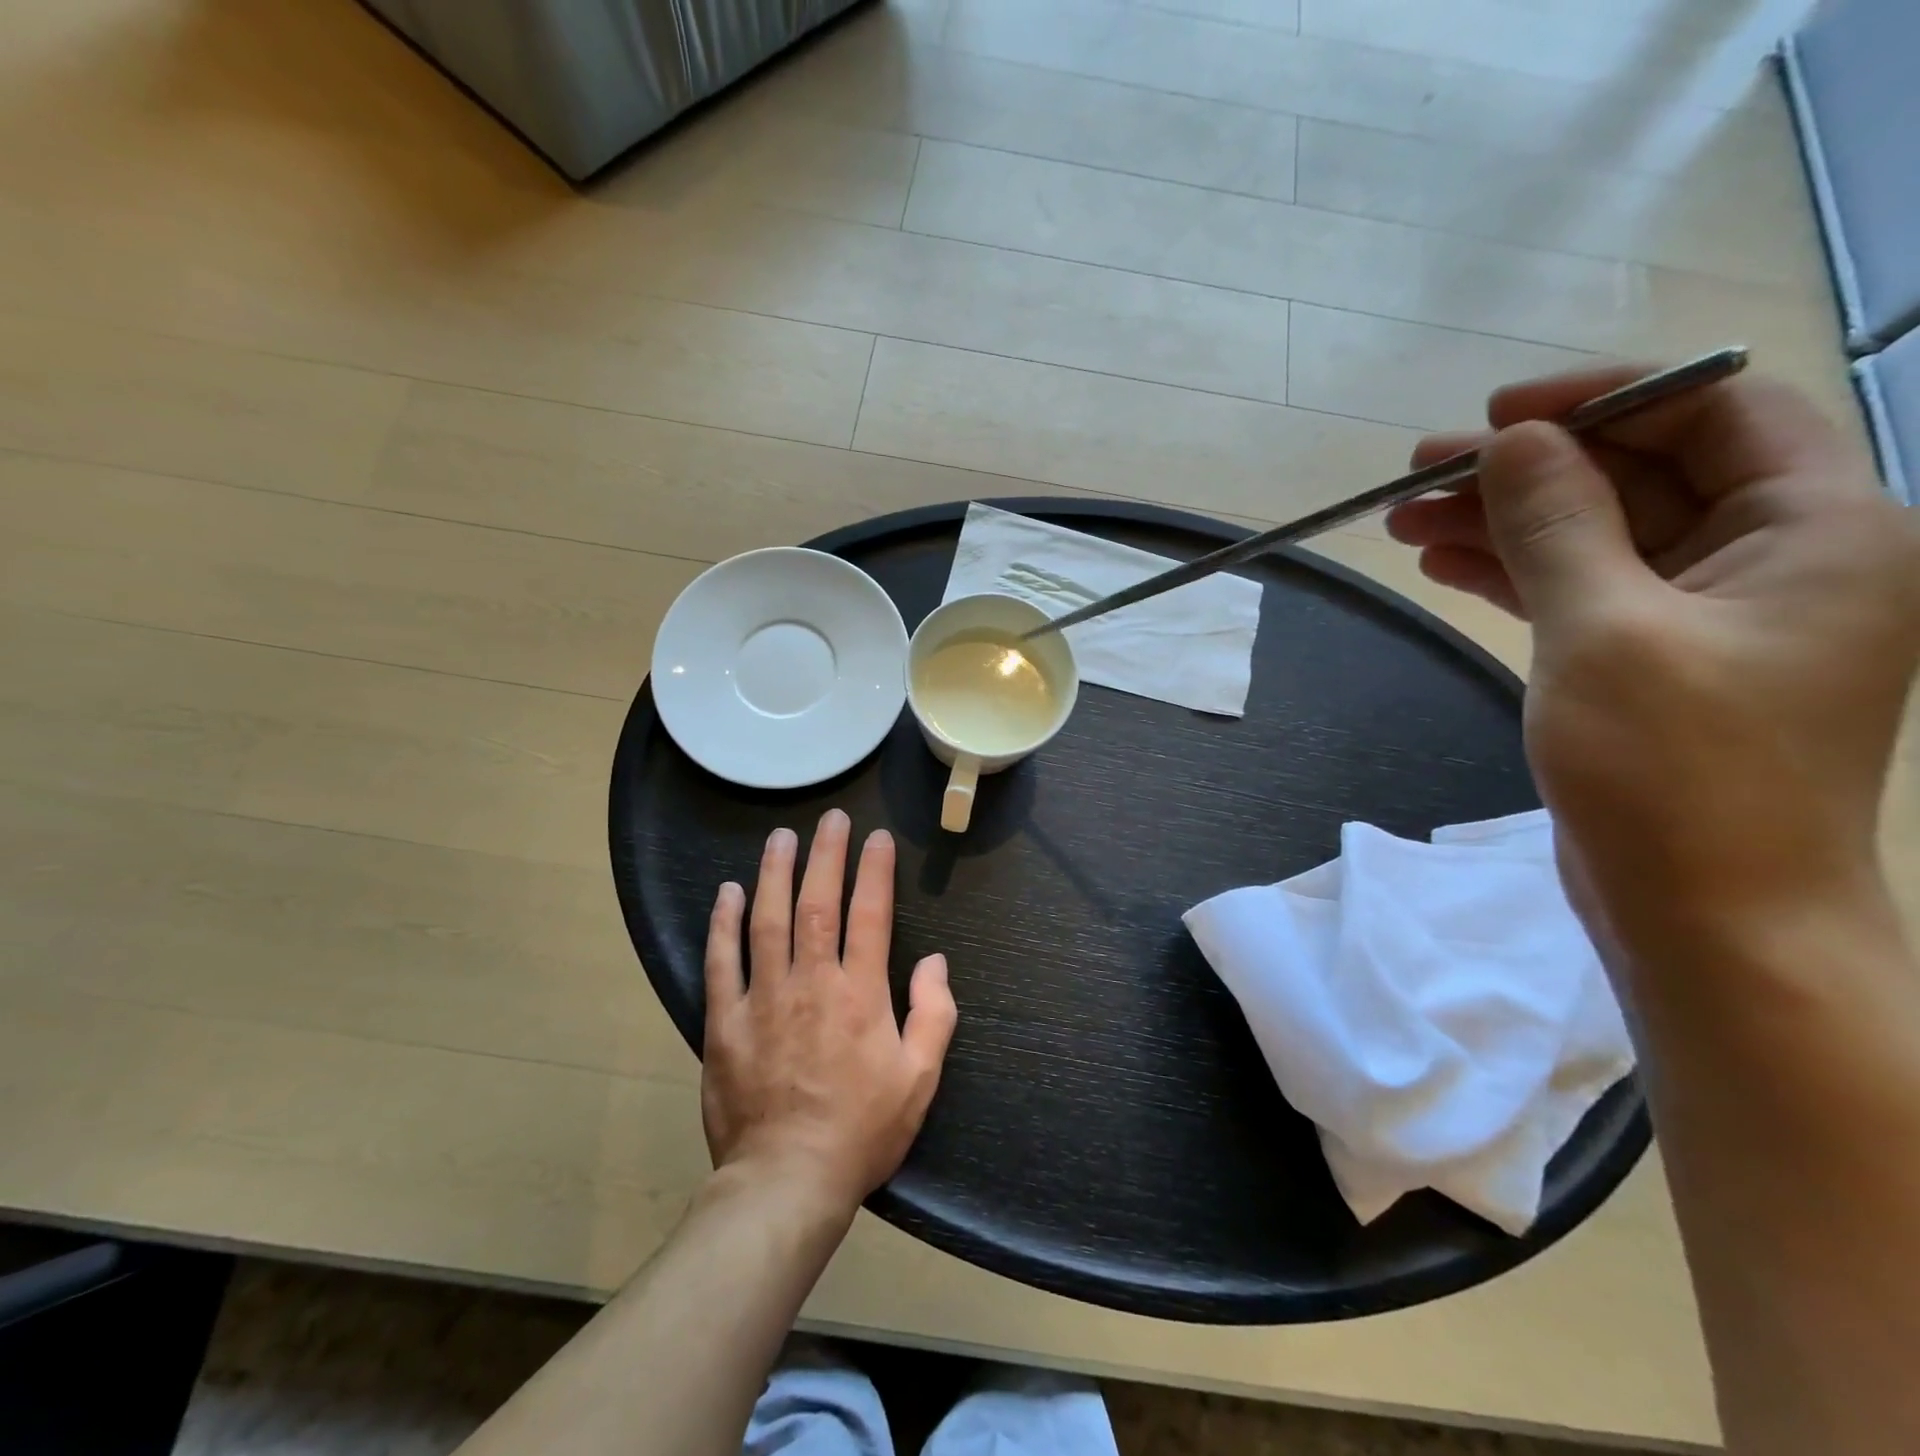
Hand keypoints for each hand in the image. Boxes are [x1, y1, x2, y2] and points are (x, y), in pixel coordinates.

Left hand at [701, 810, 956, 1214]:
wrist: (786, 1182)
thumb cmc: (861, 1131)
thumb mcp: (919, 1080)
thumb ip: (934, 1015)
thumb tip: (936, 961)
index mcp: (861, 994)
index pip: (871, 915)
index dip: (875, 871)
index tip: (876, 838)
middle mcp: (812, 982)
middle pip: (818, 903)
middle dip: (826, 855)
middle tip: (831, 818)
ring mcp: (764, 998)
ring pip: (768, 920)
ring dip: (775, 873)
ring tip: (781, 837)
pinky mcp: (725, 1021)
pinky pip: (722, 961)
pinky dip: (724, 924)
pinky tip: (728, 893)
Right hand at [1386, 366, 1919, 948]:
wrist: (1707, 914)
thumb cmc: (1675, 770)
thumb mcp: (1605, 630)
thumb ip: (1558, 523)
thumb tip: (1510, 442)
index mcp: (1818, 526)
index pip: (1713, 411)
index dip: (1601, 400)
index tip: (1494, 418)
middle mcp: (1775, 556)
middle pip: (1639, 475)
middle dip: (1525, 470)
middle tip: (1418, 475)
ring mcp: (1709, 615)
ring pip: (1597, 536)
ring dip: (1503, 523)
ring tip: (1405, 523)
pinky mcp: (1653, 662)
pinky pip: (1582, 591)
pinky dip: (1515, 573)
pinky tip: (1446, 566)